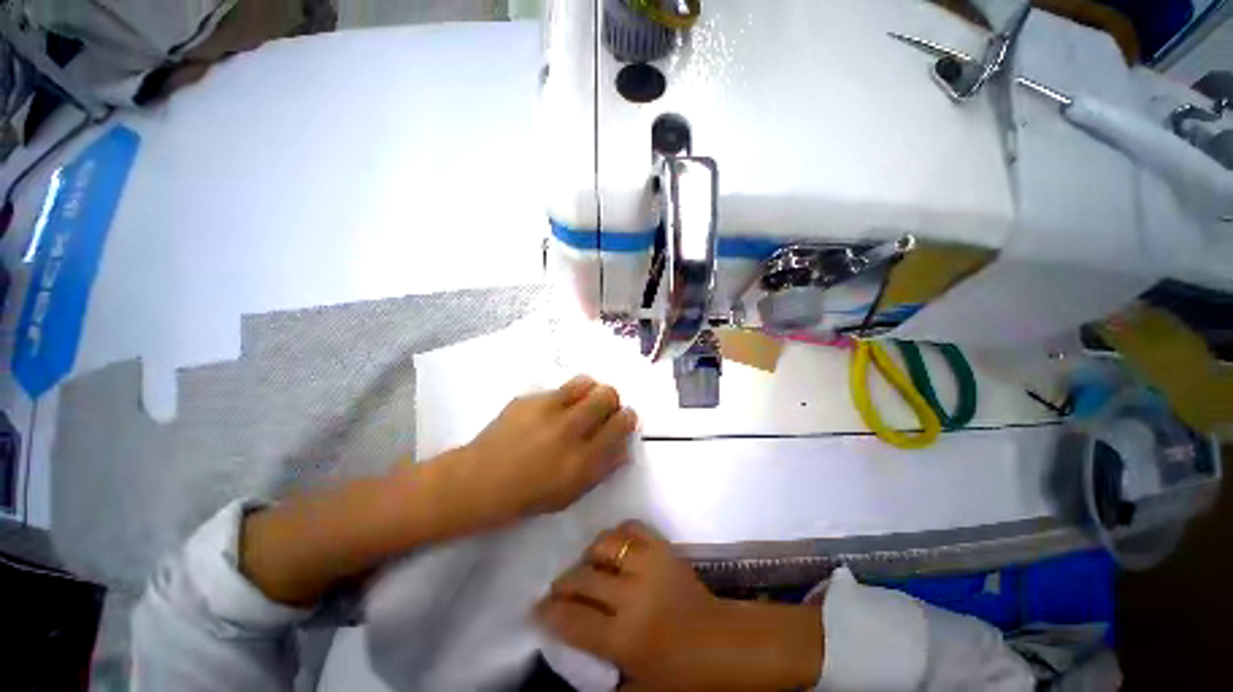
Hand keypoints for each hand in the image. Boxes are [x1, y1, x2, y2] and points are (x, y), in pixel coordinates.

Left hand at [443, 376, 637, 527]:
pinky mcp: (529, 398)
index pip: (621, 424)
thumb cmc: (529, 495)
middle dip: (611, 400)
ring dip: (589, 391)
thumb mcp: (572, 492)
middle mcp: (569, 428)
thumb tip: (623, 445)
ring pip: (585, 382)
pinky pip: (557, 388)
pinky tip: (548, 413)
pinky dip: (562, 397)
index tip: (623, 419)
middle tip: (601, 411)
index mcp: (583, 458)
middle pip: (607, 395)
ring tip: (578, 404)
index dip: (627, 418)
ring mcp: (547, 409)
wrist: (480, 481)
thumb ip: (603, 468)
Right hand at [537, 522, 823, 690]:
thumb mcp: (638, 687)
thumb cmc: (681, 674)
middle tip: (559, 587)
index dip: (549, 612)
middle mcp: (631, 595)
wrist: (722, 642)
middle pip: (583, 578)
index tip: (537, 608)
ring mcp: (648, 564)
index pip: (572, 620)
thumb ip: (601, 674)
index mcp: (623, 637)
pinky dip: (618, 534)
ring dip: (590, 555)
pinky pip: (631, 528)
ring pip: (604, 545)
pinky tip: (616, 547)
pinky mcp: (662, 547)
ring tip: (589, 565)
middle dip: (563, 583)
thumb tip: (570, 649)